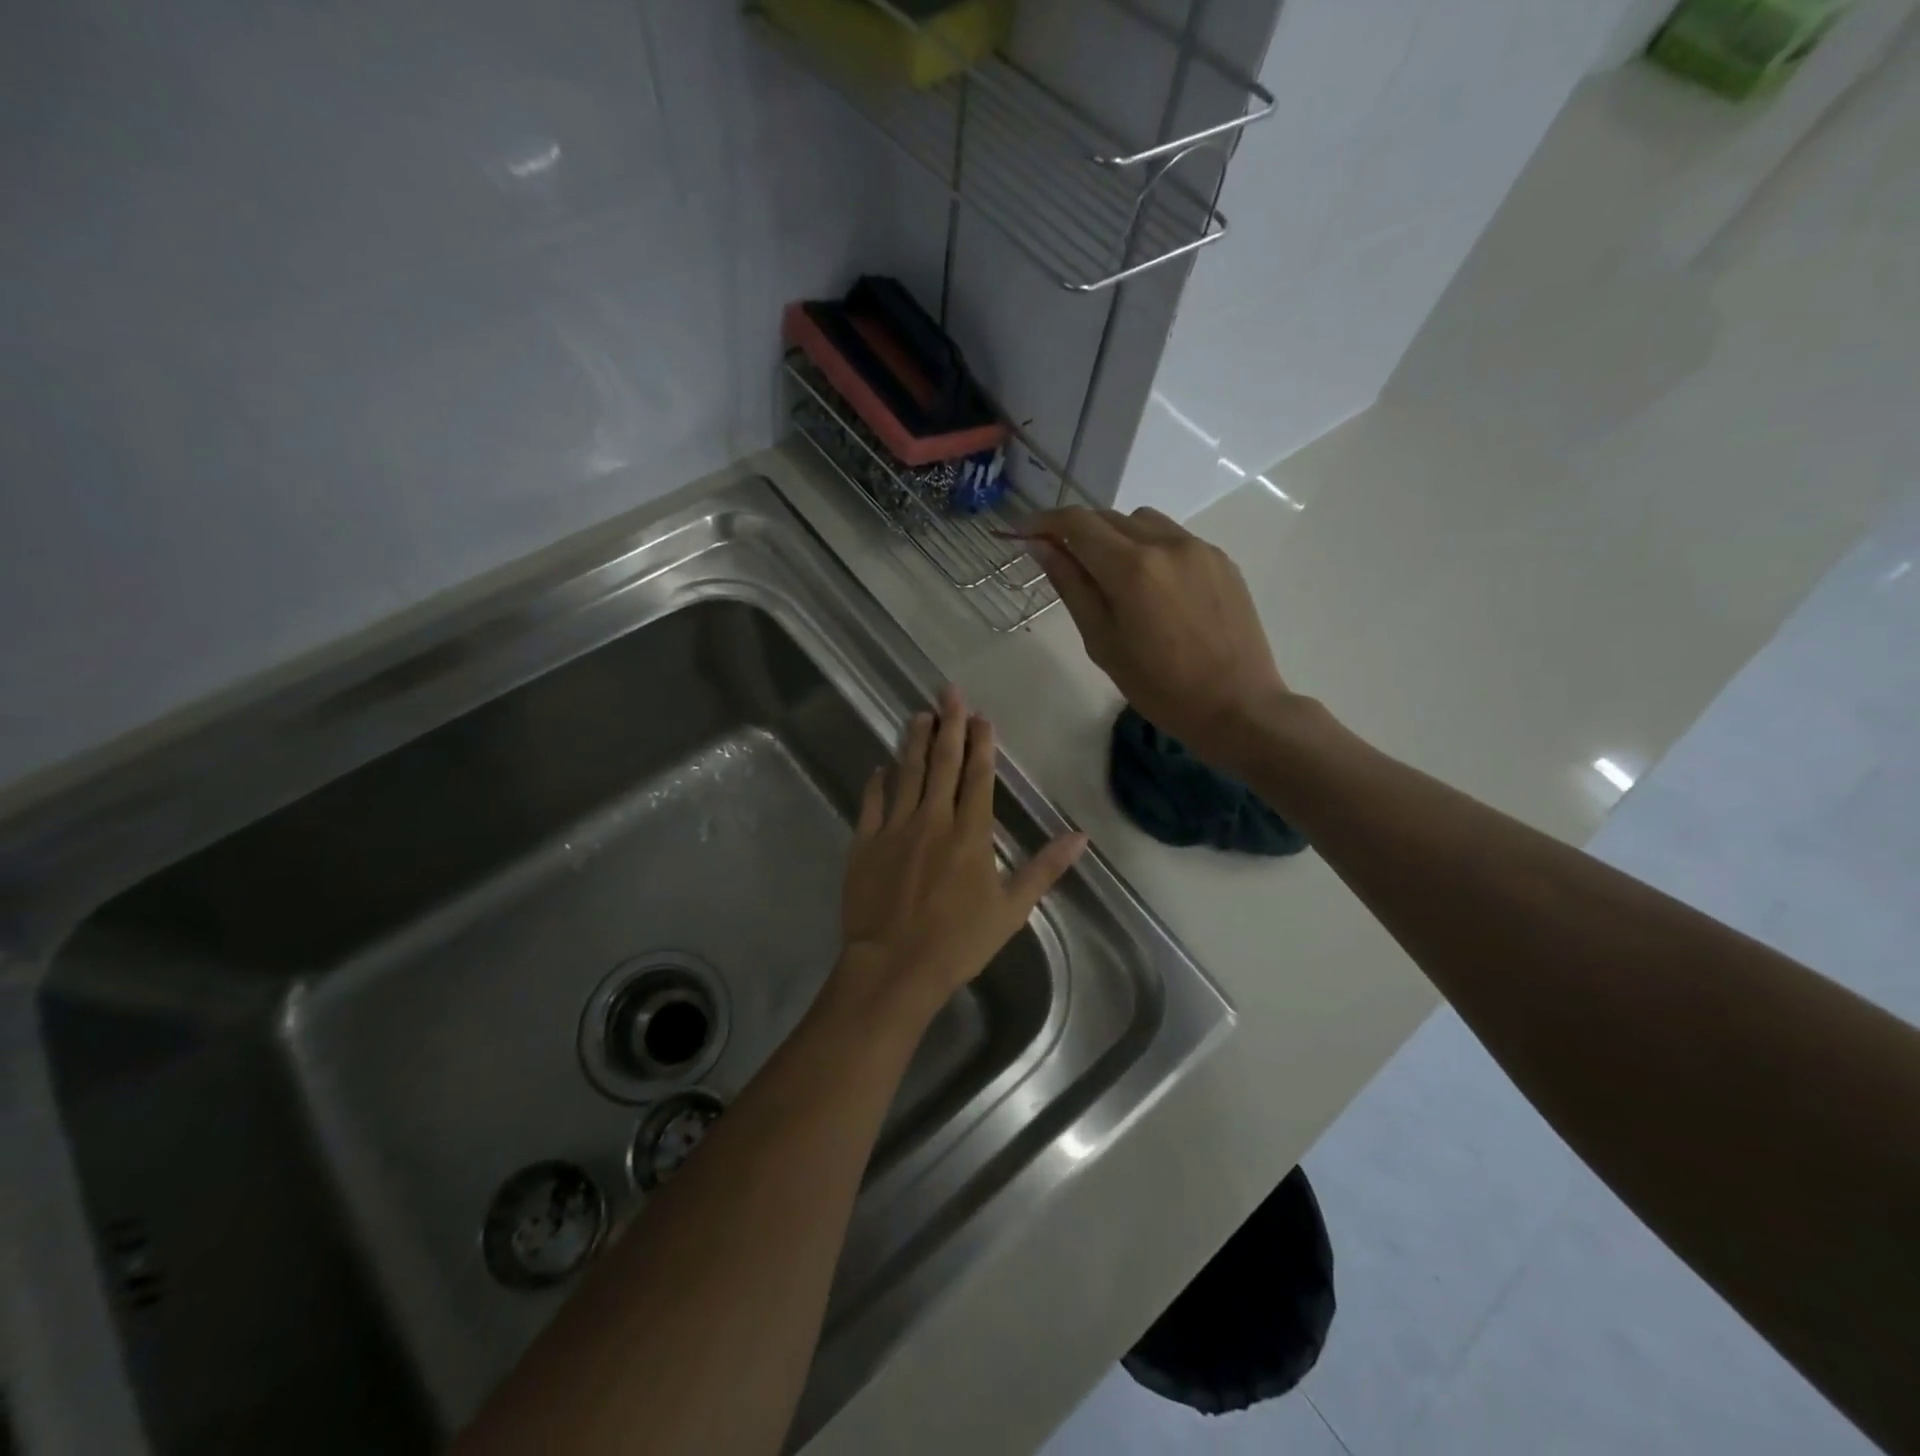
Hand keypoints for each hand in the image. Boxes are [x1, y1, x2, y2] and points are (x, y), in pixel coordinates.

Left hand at [832, 686, 1086, 1027]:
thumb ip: (1044, 868)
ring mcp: (895, 828)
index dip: (981, 743)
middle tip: (949, 692)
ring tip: (919, 715)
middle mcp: (933, 820)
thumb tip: (1081, 836)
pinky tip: (880, 767)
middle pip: (942, 763)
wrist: (894, 966)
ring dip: (914, 742)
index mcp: (970, 834)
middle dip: (948, 725)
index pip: (978, 777)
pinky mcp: (865, 843)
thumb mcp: (1011, 910)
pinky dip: (877, 782)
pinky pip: (871, 803)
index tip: (981, 716)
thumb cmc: (958, 942)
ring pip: (906, 773)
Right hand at [1025, 506, 1291, 765]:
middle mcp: (1167, 543)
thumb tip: (1040, 546)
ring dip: (1115, 536)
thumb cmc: (1159, 687)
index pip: (1076, 523)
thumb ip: (1071, 586)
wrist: (1237, 706)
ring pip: (1142, 521)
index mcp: (1132, 568)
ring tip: (1111, 577)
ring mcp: (1199, 548)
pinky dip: (1150, 548)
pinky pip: (1173, 538)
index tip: (1022, 532)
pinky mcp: (1222, 560)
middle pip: (1108, 517)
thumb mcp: (1102, 642)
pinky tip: (1153, 589)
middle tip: (1061, 562)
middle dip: (1077, 532)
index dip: (1042, 521)